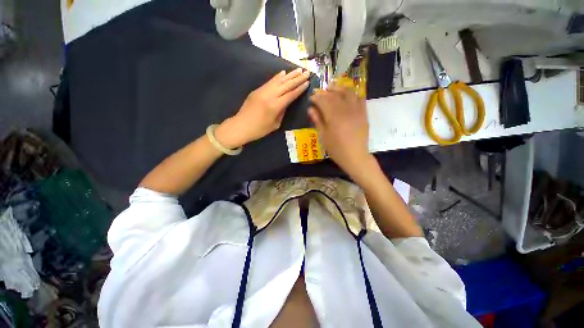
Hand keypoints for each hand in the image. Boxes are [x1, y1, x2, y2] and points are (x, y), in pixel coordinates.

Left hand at [216, 68, 310, 147]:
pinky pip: (269, 81)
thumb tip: (286, 103)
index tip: (307, 82)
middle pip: (286, 85)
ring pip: (278, 80)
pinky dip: (277, 77)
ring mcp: (262, 91)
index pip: (290, 95)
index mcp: (275, 106)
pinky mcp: (257, 90)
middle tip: (307, 72)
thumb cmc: (259, 129)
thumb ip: (282, 112)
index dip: (299, 88)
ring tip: (298, 69)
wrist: (241, 126)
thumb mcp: (275, 124)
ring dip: (289, 75)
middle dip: (297, 78)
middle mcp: (269, 96)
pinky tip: (283, 72)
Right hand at [308, 84, 371, 177]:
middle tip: (320, 92)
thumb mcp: (324, 136)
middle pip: (334, 95)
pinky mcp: (364, 113)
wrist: (355, 156)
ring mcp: (356, 111)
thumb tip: (310, 109)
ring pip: (348, 93)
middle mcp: (345, 110)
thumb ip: (318, 121)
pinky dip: (353, 94)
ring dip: (339, 88)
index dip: (316, 97)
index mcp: (333, 117)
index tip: (311, 98)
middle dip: (325, 92)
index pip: (323, 101)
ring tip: (333, 88)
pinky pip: (360, 98)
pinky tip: (348, 95)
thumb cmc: (336, 149)